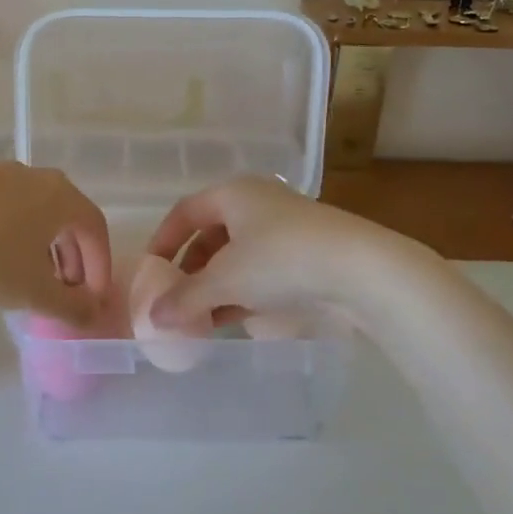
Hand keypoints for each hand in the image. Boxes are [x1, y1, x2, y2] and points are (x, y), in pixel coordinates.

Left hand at [0, 163, 111, 326]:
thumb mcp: (37, 292)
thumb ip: (73, 307)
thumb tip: (93, 316)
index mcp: (62, 195)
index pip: (96, 230)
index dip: (100, 267)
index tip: (93, 300)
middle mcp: (38, 177)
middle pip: (69, 219)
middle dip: (75, 259)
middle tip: (69, 292)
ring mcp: (4, 176)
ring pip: (40, 214)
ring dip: (48, 249)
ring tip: (38, 282)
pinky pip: (13, 210)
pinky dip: (21, 236)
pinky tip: (6, 263)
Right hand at [143, 176, 383, 330]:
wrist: (361, 271)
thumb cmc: (282, 260)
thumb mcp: (226, 280)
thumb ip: (185, 298)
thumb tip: (152, 316)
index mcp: (234, 194)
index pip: (185, 212)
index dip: (164, 240)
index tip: (150, 271)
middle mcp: (257, 205)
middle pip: (211, 235)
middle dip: (190, 269)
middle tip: (175, 299)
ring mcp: (285, 231)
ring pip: (237, 257)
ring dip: (215, 285)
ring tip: (199, 317)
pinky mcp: (306, 257)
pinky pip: (260, 272)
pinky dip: (241, 292)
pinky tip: (232, 319)